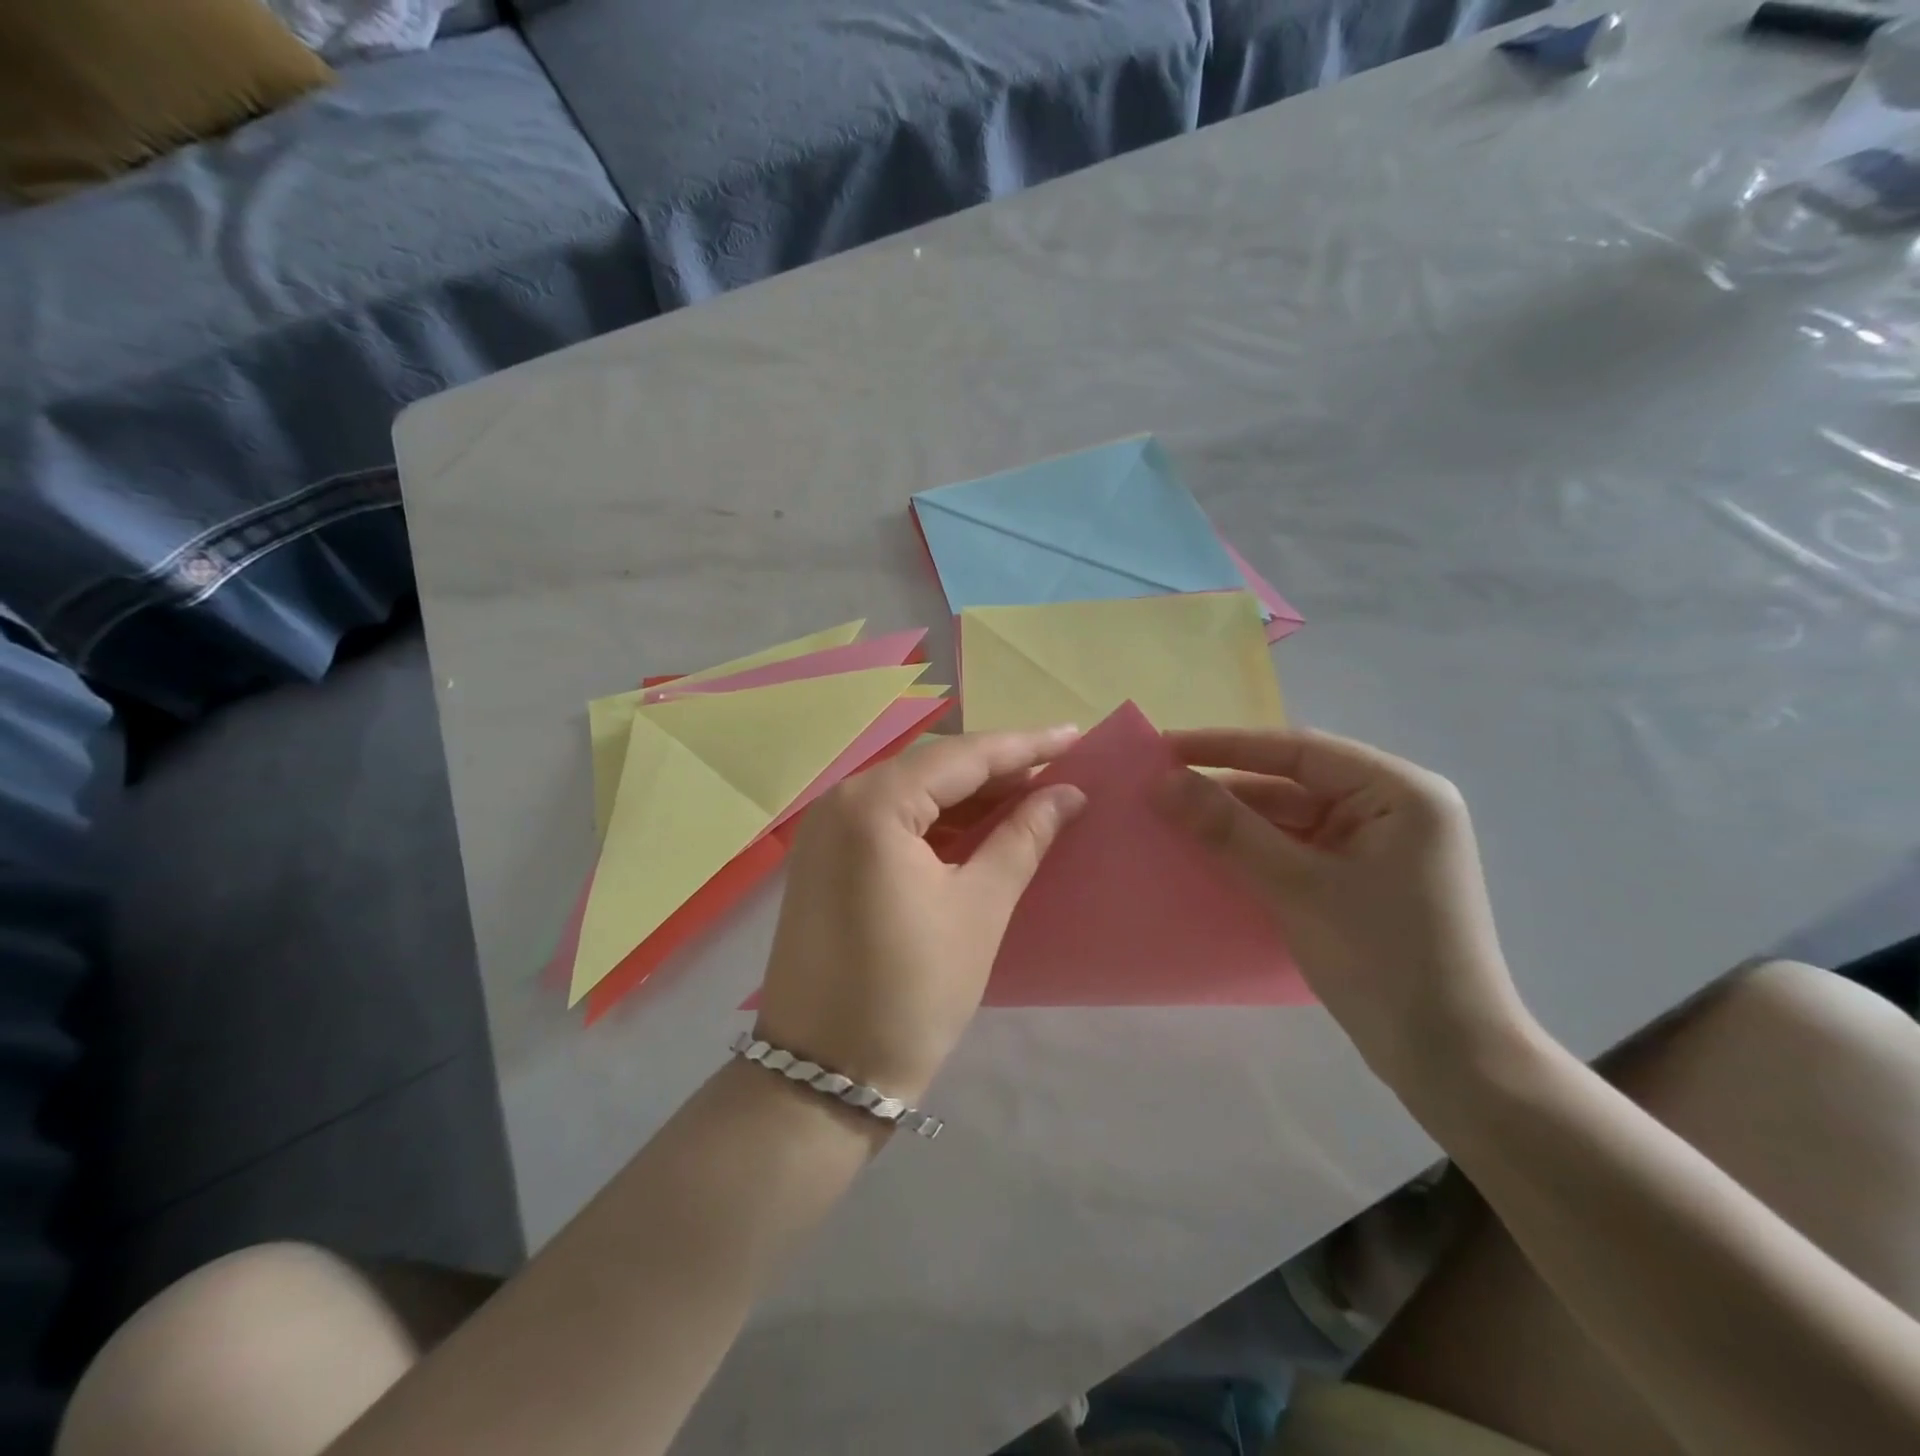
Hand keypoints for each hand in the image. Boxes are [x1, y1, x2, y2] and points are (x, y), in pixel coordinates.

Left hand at [754, 727, 1086, 1101]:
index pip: (962, 756)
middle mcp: (839, 801)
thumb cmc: (912, 991)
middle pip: (932, 767)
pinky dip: (935, 820)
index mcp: (873, 805)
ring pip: (910, 792)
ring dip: (967, 794)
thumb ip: (1023, 838)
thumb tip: (1066, 794)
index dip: (1025, 746)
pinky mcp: (823, 859)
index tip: (1076, 736)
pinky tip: (976, 827)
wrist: (824, 1074)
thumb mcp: (980, 908)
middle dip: (997, 767)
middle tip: (1058, 769)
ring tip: (1029, 795)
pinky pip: (888, 820)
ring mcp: (824, 830)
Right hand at [1159, 728, 1536, 1088]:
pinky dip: (1256, 850)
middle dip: (1227, 788)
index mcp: (1400, 793)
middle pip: (1294, 783)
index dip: (1226, 747)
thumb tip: (1162, 781)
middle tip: (1161, 789)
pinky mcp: (1363, 880)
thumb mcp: (1298, 886)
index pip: (1299, 752)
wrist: (1449, 1061)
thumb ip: (1228, 828)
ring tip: (1173, 819)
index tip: (1164, 747)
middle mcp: (1394, 808)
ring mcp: (1379, 847)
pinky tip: (1211, 853)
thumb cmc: (1383, 960)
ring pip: (1292, 818)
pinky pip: (1299, 849)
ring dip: (1237, 821)